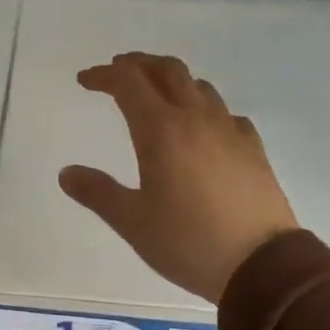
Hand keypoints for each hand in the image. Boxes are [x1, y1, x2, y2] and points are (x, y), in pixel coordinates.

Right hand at [58, 53, 298, 303]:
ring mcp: (229, 131)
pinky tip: (201, 127)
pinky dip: (204, 107)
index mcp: (161, 130)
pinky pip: (225, 113)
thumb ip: (97, 192)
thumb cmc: (188, 241)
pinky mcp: (253, 149)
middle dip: (138, 64)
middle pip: (167, 70)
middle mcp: (196, 119)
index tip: (84, 81)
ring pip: (199, 86)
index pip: (128, 83)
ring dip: (172, 80)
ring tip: (156, 94)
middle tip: (118, 71)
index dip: (104, 75)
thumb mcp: (132, 221)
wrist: (263, 265)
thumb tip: (66, 173)